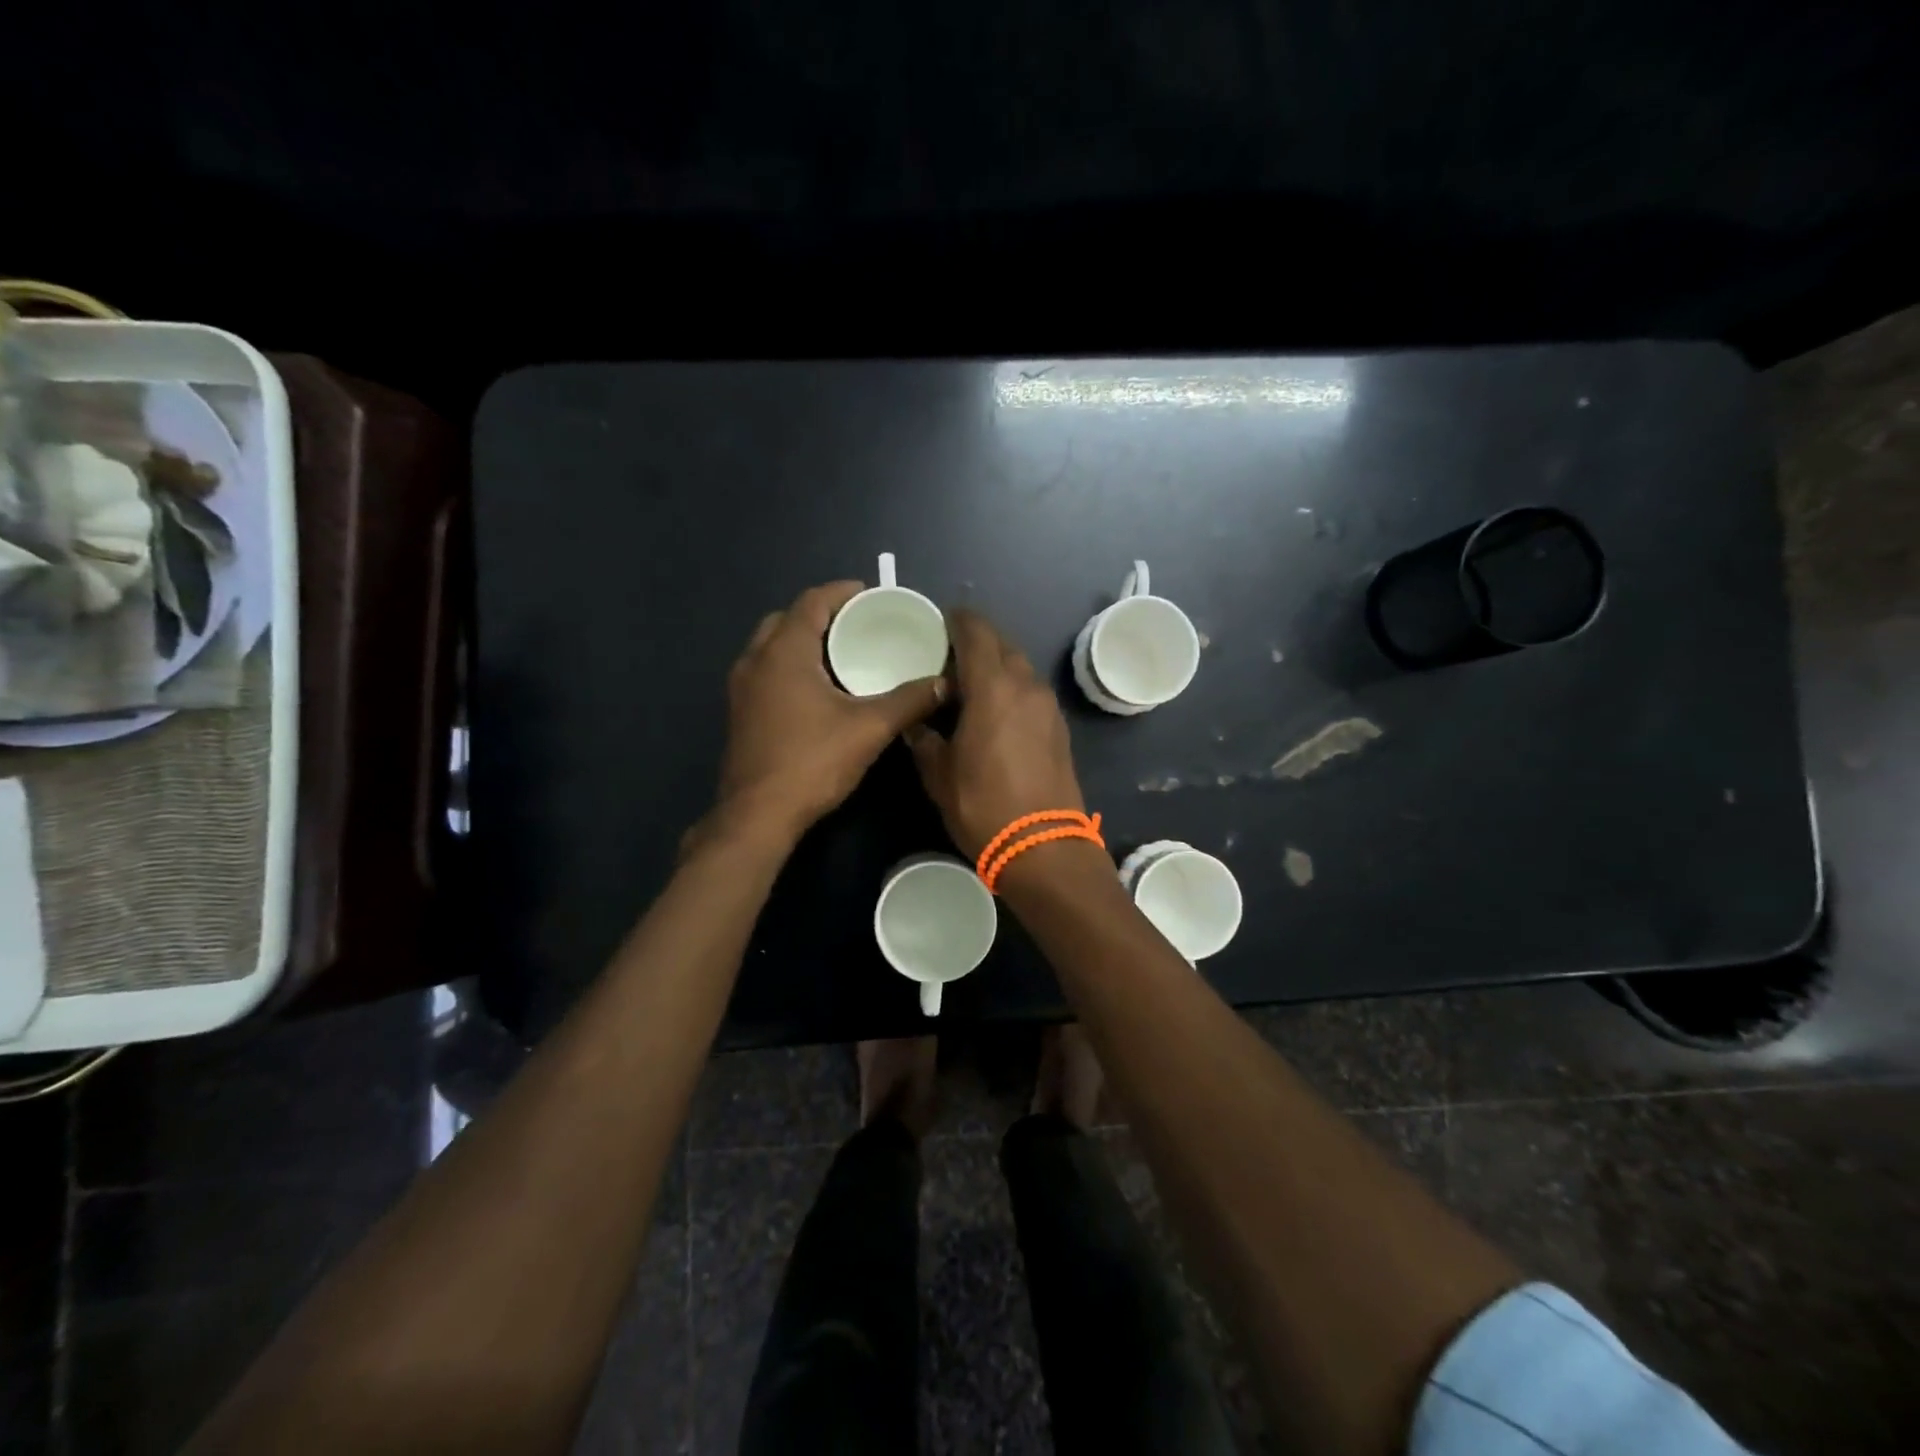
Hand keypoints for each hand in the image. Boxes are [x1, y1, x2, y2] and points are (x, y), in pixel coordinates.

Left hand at [716, 581, 946, 840]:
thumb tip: (946, 683)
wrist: (758, 815)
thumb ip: (910, 700)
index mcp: (784, 652)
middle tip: (857, 626)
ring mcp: (742, 689)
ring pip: (773, 647)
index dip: (842, 592)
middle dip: (822, 615)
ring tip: (842, 655)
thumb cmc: (812, 762)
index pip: (811, 601)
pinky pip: (766, 672)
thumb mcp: (870, 728)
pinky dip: (791, 666)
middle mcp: (755, 661)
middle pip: (787, 620)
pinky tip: (819, 691)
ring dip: (804, 641)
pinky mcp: (741, 713)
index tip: (871, 595)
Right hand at [906, 609, 1085, 859]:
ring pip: (1020, 668)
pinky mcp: (1059, 728)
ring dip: (997, 667)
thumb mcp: (940, 775)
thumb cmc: (984, 806)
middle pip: (1002, 645)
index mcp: (993, 687)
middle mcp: (1026, 686)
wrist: (1044, 847)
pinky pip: (1031, 692)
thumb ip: (926, 741)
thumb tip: (918, 726)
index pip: (977, 633)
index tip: (941, 621)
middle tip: (949, 657)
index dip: (958, 620)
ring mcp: (1048, 707)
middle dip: (978, 642)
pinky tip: (995, 711)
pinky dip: (1012, 689)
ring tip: (970, 685)